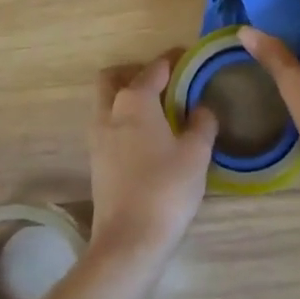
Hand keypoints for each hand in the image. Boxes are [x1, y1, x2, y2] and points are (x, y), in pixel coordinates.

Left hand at [88, 58, 216, 267]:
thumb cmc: (166, 189)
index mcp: (134, 101)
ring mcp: (98, 138)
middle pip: (114, 78)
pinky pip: (109, 125)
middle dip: (136, 72)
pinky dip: (125, 120)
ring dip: (127, 97)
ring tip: (160, 110)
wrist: (129, 241)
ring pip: (107, 102)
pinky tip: (149, 137)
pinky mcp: (96, 161)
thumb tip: (202, 108)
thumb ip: (202, 123)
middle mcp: (110, 112)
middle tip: (165, 82)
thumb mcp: (196, 153)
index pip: (154, 68)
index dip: (173, 60)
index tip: (189, 57)